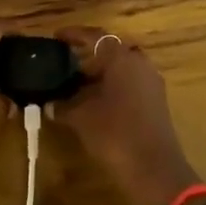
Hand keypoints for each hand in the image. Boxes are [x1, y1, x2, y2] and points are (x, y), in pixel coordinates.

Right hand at [54, 28, 199, 204]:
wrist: (155, 169)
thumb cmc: (115, 133)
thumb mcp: (81, 117)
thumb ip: (63, 105)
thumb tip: (49, 103)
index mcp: (121, 57)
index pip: (95, 36)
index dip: (74, 35)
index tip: (56, 37)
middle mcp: (139, 63)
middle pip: (110, 51)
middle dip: (87, 57)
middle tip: (65, 65)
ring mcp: (151, 82)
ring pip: (121, 69)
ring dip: (100, 75)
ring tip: (76, 87)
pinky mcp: (156, 102)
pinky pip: (130, 84)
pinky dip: (112, 88)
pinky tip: (95, 104)